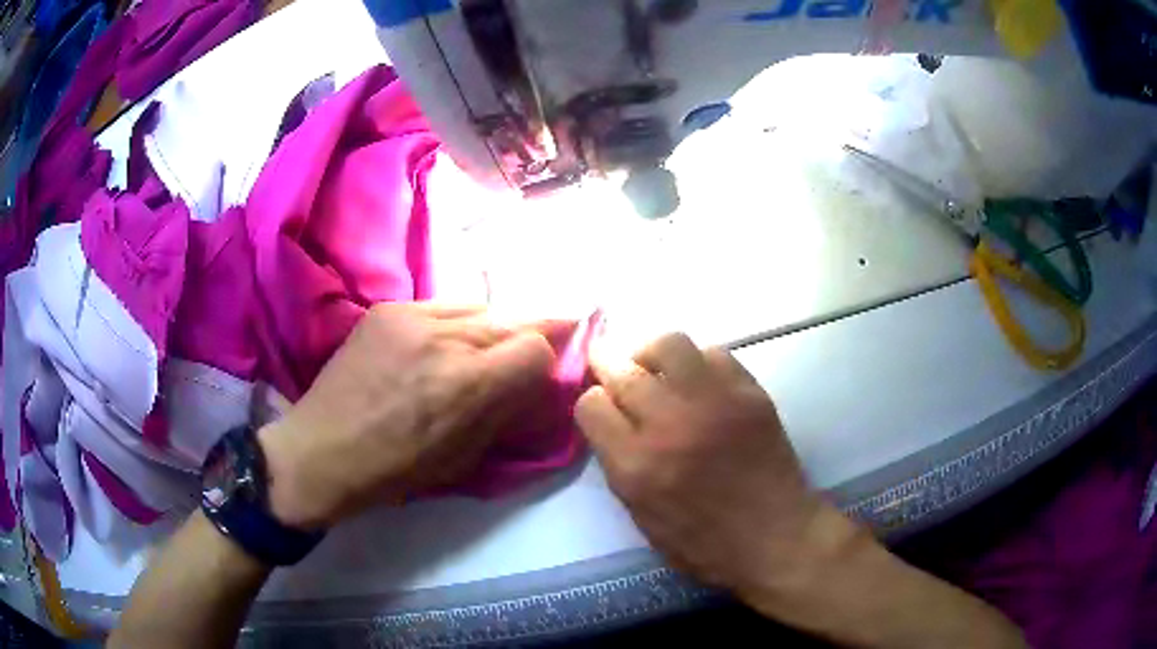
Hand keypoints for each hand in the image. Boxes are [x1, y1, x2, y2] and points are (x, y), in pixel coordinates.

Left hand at [258, 303, 559, 529]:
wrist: (321, 450)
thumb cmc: (395, 470)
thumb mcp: (463, 458)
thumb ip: (504, 412)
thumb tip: (531, 382)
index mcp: (467, 384)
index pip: (536, 346)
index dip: (543, 363)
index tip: (535, 378)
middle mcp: (445, 338)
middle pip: (512, 318)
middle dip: (523, 340)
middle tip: (518, 358)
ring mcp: (411, 315)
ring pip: (477, 307)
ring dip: (487, 329)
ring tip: (471, 353)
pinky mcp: (387, 309)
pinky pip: (440, 305)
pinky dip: (451, 324)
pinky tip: (435, 346)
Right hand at [575, 333, 860, 600]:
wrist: (775, 536)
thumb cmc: (704, 542)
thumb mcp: (643, 517)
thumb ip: (619, 464)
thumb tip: (611, 419)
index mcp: (637, 467)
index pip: (591, 406)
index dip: (593, 404)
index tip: (603, 408)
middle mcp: (670, 426)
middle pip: (622, 370)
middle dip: (608, 364)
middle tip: (611, 364)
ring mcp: (714, 403)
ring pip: (668, 344)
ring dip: (652, 352)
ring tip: (656, 366)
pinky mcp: (749, 393)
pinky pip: (713, 353)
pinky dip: (697, 361)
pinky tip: (698, 379)